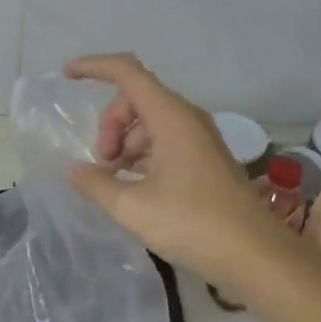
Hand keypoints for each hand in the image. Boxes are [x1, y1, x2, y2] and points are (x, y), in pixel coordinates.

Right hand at [64, 53, 280, 282]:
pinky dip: (141, 157)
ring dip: (124, 144)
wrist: (253, 254)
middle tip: (102, 164)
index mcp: (170, 117)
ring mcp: (199, 139)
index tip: (67, 77)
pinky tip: (132, 187)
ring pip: (149, 123)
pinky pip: (164, 143)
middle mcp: (187, 119)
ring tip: (113, 182)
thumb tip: (74, 170)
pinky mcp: (204, 161)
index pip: (127, 72)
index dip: (94, 67)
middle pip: (136, 99)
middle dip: (110, 125)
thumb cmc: (191, 223)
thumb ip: (95, 184)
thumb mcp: (131, 207)